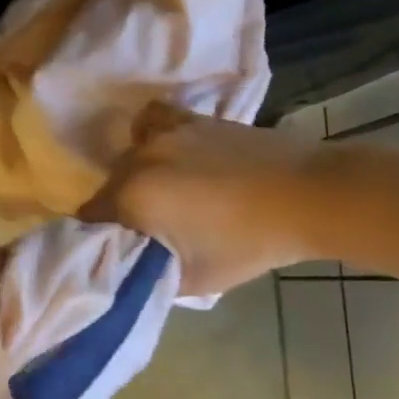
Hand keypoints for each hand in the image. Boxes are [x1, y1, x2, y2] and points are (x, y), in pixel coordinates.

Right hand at [81, 104, 320, 295]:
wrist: (308, 195)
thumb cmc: (249, 242)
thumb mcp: (194, 278)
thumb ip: (148, 273)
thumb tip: (129, 267)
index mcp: (132, 196)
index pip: (90, 216)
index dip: (100, 237)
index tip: (120, 251)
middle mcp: (138, 158)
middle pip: (109, 186)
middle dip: (121, 210)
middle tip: (149, 233)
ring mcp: (164, 134)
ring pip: (130, 159)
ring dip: (138, 179)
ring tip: (165, 198)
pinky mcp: (190, 119)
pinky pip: (152, 122)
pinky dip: (151, 136)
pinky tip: (167, 154)